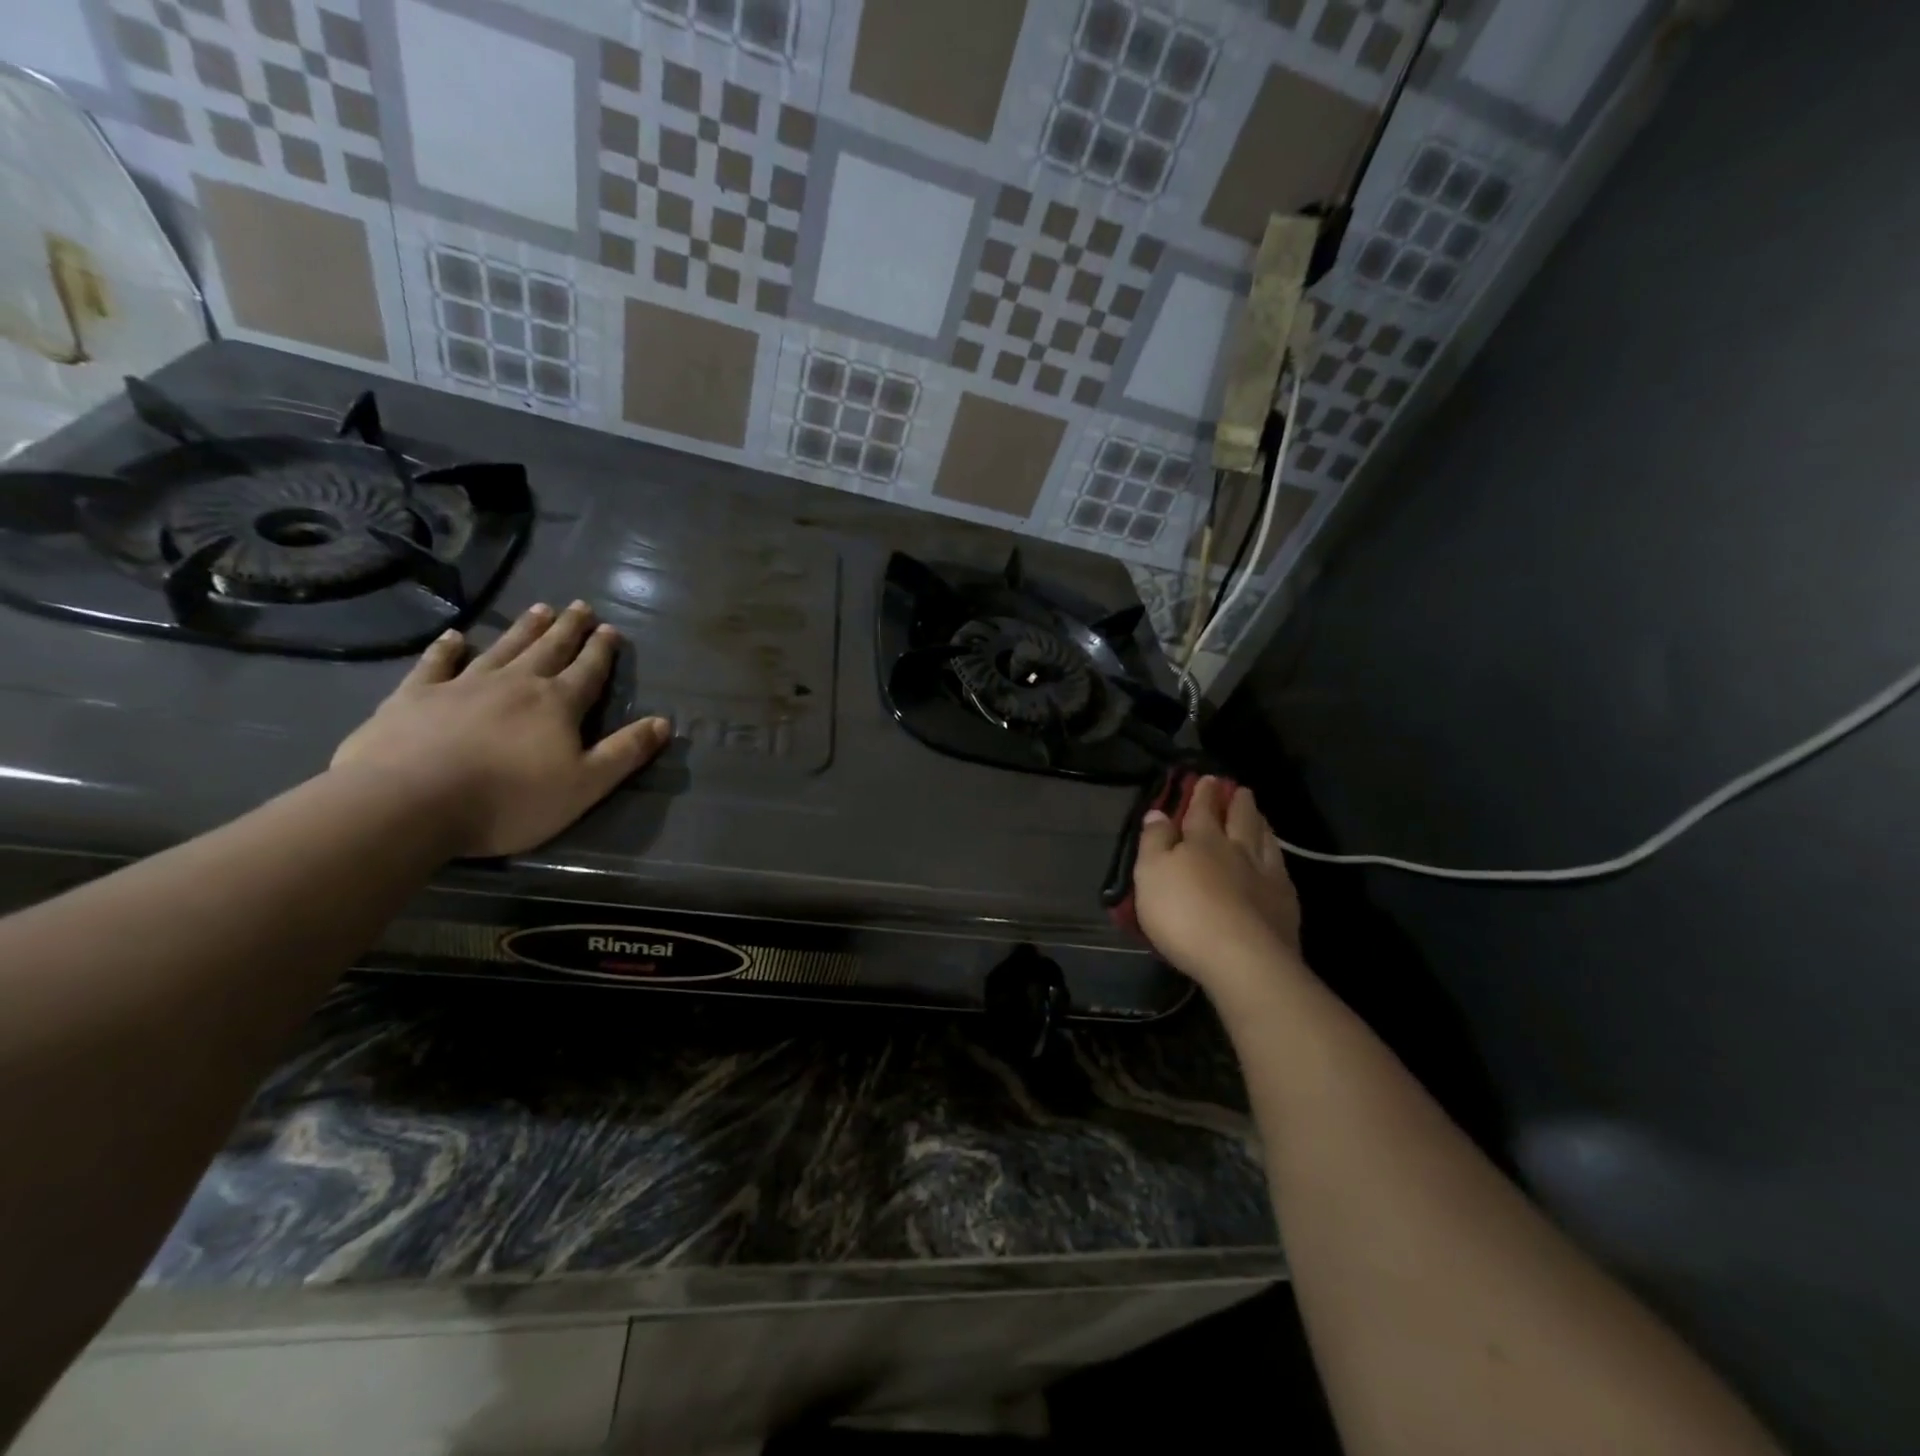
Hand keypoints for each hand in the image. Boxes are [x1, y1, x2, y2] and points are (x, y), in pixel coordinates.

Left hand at [331, 601, 670, 856]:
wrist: (410, 802)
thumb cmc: (510, 799)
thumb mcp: (585, 785)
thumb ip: (625, 752)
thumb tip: (664, 722)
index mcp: (557, 705)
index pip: (588, 671)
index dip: (601, 651)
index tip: (610, 629)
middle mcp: (515, 684)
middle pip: (548, 649)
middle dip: (568, 629)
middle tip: (580, 606)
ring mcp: (462, 685)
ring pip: (502, 648)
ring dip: (523, 629)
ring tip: (539, 609)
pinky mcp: (415, 696)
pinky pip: (436, 664)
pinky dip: (447, 648)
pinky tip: (454, 637)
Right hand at [1133, 776, 1304, 998]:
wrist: (1242, 958)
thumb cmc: (1184, 914)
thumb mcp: (1150, 874)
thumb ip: (1154, 841)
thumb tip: (1157, 812)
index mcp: (1203, 840)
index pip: (1202, 809)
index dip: (1203, 793)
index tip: (1207, 778)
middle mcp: (1238, 850)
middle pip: (1240, 819)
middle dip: (1237, 802)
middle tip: (1240, 789)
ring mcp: (1266, 875)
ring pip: (1265, 840)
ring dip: (1261, 824)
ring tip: (1260, 815)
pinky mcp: (1285, 903)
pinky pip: (1281, 869)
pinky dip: (1276, 856)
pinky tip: (1276, 860)